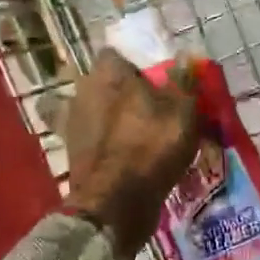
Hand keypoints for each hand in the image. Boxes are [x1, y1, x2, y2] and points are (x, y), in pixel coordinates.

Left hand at [65, 48, 199, 259]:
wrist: (114, 204)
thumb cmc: (151, 148)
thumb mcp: (182, 111)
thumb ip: (183, 82)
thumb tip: (187, 56)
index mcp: (106, 72)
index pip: (118, 54)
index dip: (137, 66)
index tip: (157, 81)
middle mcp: (82, 91)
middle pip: (106, 85)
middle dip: (124, 94)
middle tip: (153, 110)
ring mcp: (73, 124)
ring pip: (98, 113)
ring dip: (114, 121)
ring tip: (142, 137)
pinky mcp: (73, 154)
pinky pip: (95, 141)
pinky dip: (108, 146)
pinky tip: (128, 157)